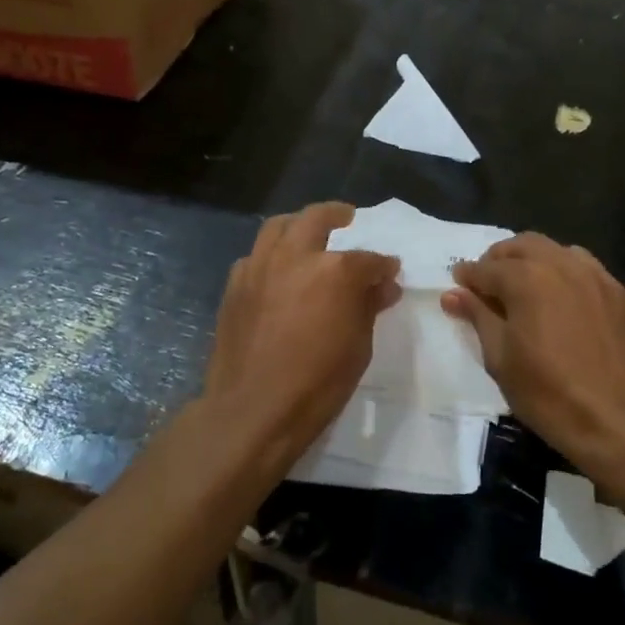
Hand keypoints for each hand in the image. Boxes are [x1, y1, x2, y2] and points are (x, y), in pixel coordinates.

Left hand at [203, 203, 400, 469]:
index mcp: (334, 271)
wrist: (252, 409)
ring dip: (297, 225)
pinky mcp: (234, 285)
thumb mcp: (358, 347)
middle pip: (316, 219)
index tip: (390, 272)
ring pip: (277, 227)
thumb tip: (383, 287)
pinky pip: (254, 256)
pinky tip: (276, 272)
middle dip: (336, 214)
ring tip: (307, 232)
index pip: (368, 259)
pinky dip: (270, 255)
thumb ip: (368, 307)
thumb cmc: (317, 384)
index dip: (383, 265)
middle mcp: (295, 257)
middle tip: (347, 217)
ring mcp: (259, 267)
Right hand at [442, 234, 624, 473]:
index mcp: (527, 278)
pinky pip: (586, 268)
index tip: (458, 285)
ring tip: (525, 287)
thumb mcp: (499, 358)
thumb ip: (478, 316)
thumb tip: (453, 294)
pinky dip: (565, 272)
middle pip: (522, 246)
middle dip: (499, 259)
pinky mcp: (620, 294)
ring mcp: (596, 277)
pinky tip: (562, 298)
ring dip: (533, 260)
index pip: (487, 268)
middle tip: (488, 284)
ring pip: (556, 250)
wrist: (616, 422)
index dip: (468, 277)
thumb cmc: (546, 393)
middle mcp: (562, 265)